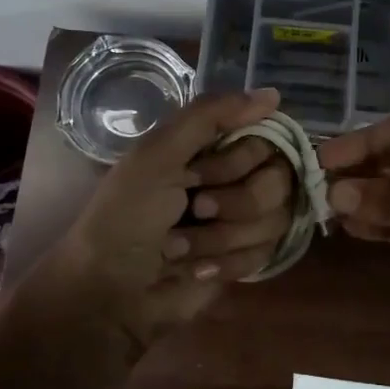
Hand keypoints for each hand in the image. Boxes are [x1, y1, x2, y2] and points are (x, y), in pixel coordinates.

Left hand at [27, 87, 289, 349]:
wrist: (111, 294)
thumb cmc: (127, 217)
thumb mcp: (157, 155)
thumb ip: (211, 115)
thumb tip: (273, 94)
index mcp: (210, 146)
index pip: (266, 139)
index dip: (240, 161)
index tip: (200, 174)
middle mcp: (233, 176)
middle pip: (279, 181)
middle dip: (234, 203)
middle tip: (195, 209)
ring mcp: (242, 219)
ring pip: (275, 220)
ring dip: (222, 238)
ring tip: (181, 248)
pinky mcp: (246, 258)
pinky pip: (266, 253)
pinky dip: (227, 263)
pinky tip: (196, 270)